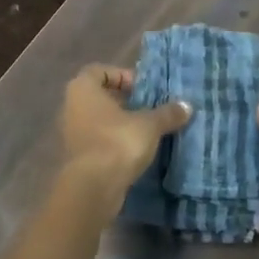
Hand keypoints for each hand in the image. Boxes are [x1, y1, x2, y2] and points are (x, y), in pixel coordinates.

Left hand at [59, 64, 190, 200]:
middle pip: (99, 96)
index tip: (143, 89)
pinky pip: (98, 141)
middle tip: (148, 108)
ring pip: (99, 120)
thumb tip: (187, 106)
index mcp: (82, 89)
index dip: (122, 75)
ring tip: (146, 130)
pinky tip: (135, 151)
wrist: (93, 188)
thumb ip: (167, 113)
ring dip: (120, 124)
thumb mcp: (149, 125)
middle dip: (124, 101)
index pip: (99, 71)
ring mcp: (71, 133)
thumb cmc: (117, 142)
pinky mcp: (77, 157)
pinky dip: (114, 142)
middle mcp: (71, 107)